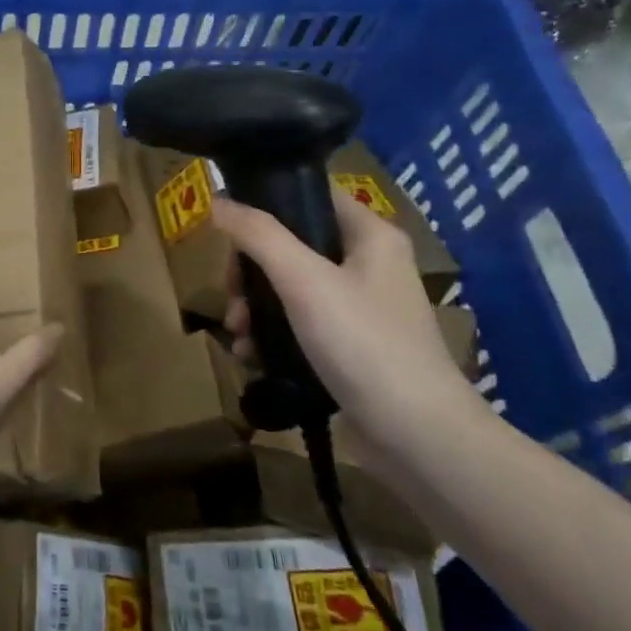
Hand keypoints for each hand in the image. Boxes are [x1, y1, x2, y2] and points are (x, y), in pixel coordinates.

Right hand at [214, 193, 487, 466]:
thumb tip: (216, 201)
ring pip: (290, 288)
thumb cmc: (362, 343)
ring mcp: (361, 307)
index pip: (310, 196)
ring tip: (237, 334)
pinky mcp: (351, 345)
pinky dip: (272, 334)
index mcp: (371, 236)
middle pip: (292, 246)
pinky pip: (299, 324)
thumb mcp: (304, 281)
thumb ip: (258, 236)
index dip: (266, 204)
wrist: (415, 434)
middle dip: (251, 271)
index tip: (226, 230)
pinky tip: (252, 355)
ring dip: (255, 307)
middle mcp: (369, 264)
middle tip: (230, 296)